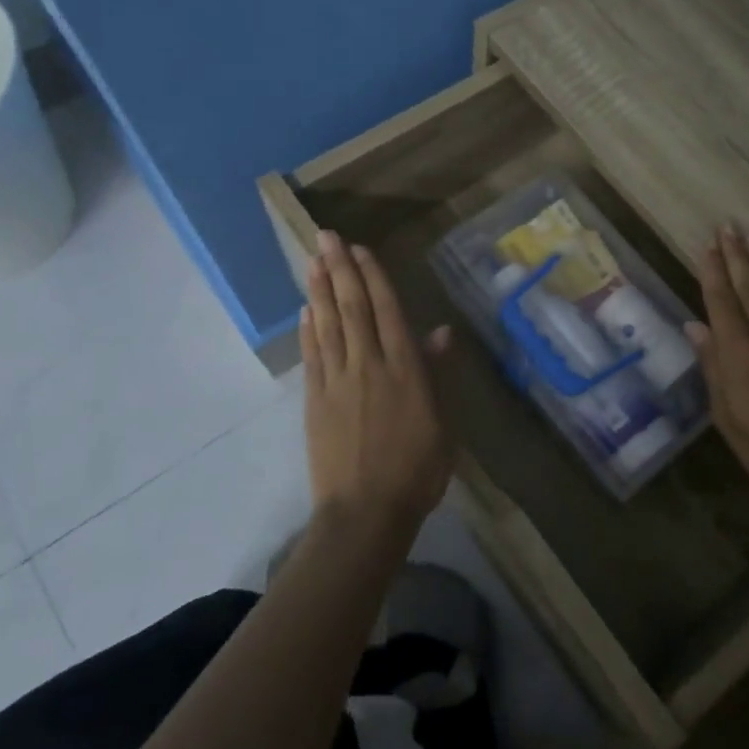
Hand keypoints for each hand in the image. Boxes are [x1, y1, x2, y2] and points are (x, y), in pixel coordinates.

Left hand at [301, 230, 453, 534]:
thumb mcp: (442, 423)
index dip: (373, 278)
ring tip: (312, 260)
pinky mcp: (316, 401)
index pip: (387, 312)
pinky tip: (306, 309)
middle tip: (327, 237)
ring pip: (328, 325)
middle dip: (340, 269)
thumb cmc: (417, 470)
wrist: (366, 512)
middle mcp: (369, 366)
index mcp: (405, 370)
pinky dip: (309, 330)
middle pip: (353, 309)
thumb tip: (440, 332)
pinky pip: (312, 356)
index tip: (361, 250)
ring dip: (320, 290)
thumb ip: (437, 375)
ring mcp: (337, 382)